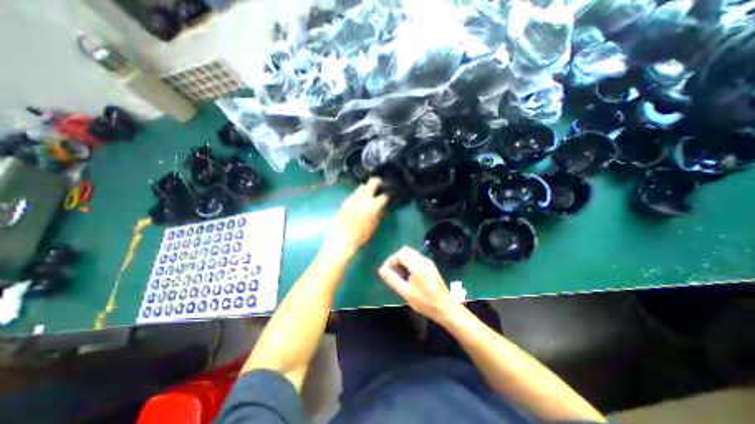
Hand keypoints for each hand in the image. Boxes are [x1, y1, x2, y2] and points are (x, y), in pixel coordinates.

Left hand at [328, 178, 389, 254]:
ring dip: (367, 188)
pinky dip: (359, 194)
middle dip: (378, 181)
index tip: (388, 196)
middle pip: (372, 182)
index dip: (388, 195)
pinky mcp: (346, 200)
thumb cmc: (360, 235)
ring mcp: (354, 197)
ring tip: (369, 192)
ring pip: (362, 186)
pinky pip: (354, 193)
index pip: (384, 196)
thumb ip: (378, 215)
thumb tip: (380, 209)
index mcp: (373, 205)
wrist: (341, 237)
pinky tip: (359, 200)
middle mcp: (364, 197)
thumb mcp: (373, 226)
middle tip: (380, 183)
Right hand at [376, 246, 453, 320]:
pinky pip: (416, 259)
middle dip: (396, 260)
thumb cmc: (424, 301)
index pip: (400, 253)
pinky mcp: (430, 267)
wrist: (445, 308)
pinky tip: (407, 277)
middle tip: (392, 273)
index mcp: (418, 264)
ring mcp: (428, 262)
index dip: (391, 260)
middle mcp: (423, 259)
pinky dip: (408, 264)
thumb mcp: (405, 292)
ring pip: (410, 254)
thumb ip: (392, 279)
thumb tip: (381, 269)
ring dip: (402, 262)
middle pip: (405, 251)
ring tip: (399, 276)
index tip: (386, 272)